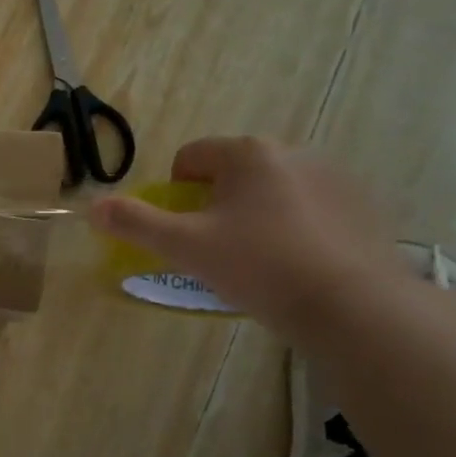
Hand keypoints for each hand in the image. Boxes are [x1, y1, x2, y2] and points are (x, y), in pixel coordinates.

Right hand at [89, 136, 408, 339]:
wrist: (350, 304)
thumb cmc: (257, 265)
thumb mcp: (184, 246)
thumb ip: (135, 223)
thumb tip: (93, 207)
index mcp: (247, 154)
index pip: (190, 157)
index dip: (175, 192)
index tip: (185, 229)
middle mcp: (293, 152)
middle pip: (232, 172)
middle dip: (217, 204)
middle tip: (218, 248)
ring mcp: (334, 178)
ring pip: (272, 190)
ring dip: (256, 214)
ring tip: (260, 260)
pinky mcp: (362, 207)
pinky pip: (310, 208)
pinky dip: (295, 227)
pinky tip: (297, 264)